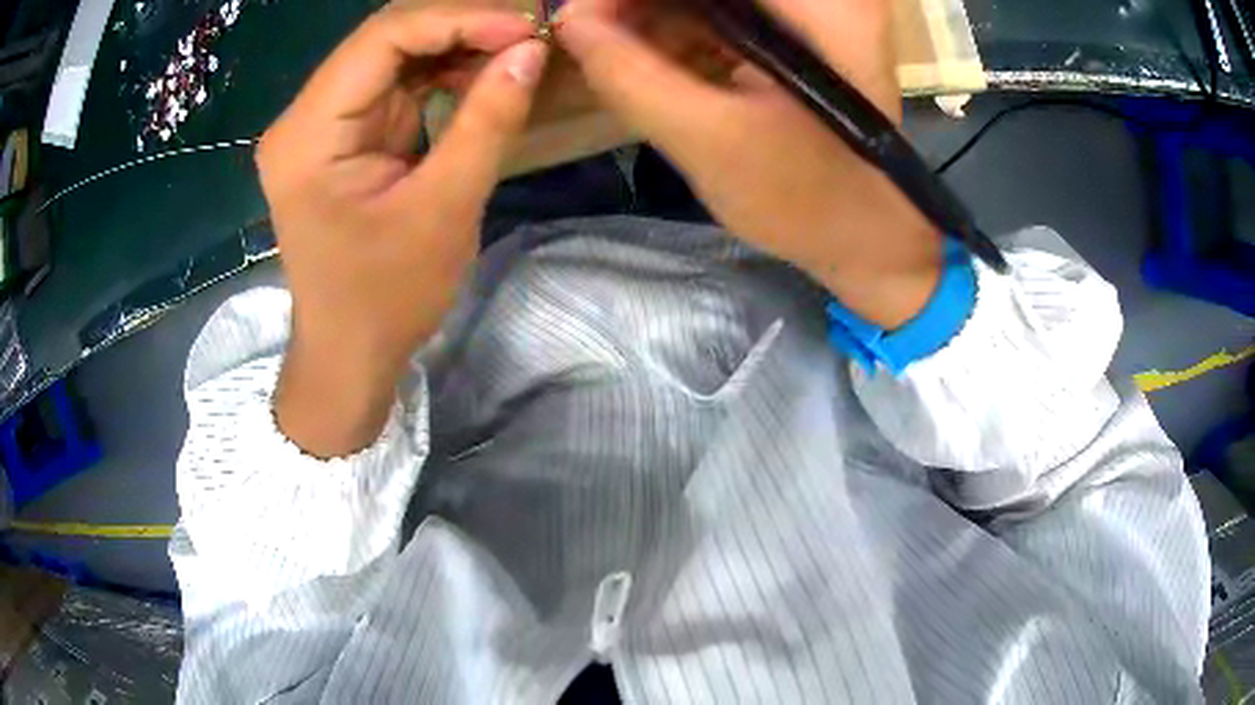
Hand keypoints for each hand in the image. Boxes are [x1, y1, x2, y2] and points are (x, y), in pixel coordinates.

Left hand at [257, 6, 547, 456]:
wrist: (348, 354)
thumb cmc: (386, 299)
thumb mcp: (444, 209)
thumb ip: (487, 120)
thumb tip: (531, 51)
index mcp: (308, 134)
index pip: (383, 38)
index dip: (459, 19)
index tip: (526, 27)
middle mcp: (304, 118)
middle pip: (384, 38)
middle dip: (460, 27)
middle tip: (527, 34)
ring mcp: (319, 126)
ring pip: (392, 55)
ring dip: (455, 47)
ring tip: (514, 51)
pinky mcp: (340, 138)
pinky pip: (394, 84)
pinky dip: (440, 74)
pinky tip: (482, 75)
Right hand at [557, 0, 941, 327]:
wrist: (869, 236)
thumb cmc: (805, 200)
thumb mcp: (708, 140)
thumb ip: (629, 75)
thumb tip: (569, 23)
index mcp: (819, 6)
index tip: (578, 21)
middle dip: (638, 5)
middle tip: (589, 37)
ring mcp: (813, 10)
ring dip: (653, 16)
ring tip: (613, 53)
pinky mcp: (800, 29)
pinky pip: (724, 13)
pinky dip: (679, 30)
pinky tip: (650, 59)